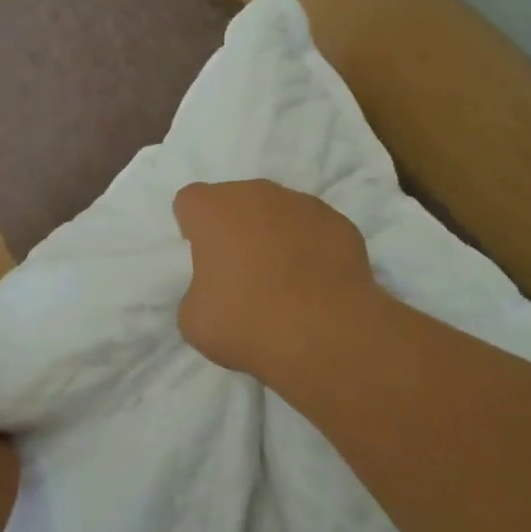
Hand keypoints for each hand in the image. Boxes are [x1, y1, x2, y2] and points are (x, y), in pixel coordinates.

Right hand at [173, 180, 377, 377]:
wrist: (327, 336)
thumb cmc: (248, 323)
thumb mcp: (194, 319)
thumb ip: (197, 291)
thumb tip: (215, 290)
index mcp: (214, 210)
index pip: (190, 202)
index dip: (192, 227)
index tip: (202, 258)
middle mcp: (257, 195)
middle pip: (236, 201)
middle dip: (235, 227)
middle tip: (240, 270)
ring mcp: (304, 205)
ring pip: (278, 211)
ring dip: (274, 234)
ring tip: (283, 279)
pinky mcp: (340, 223)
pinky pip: (314, 229)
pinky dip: (310, 247)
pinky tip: (314, 283)